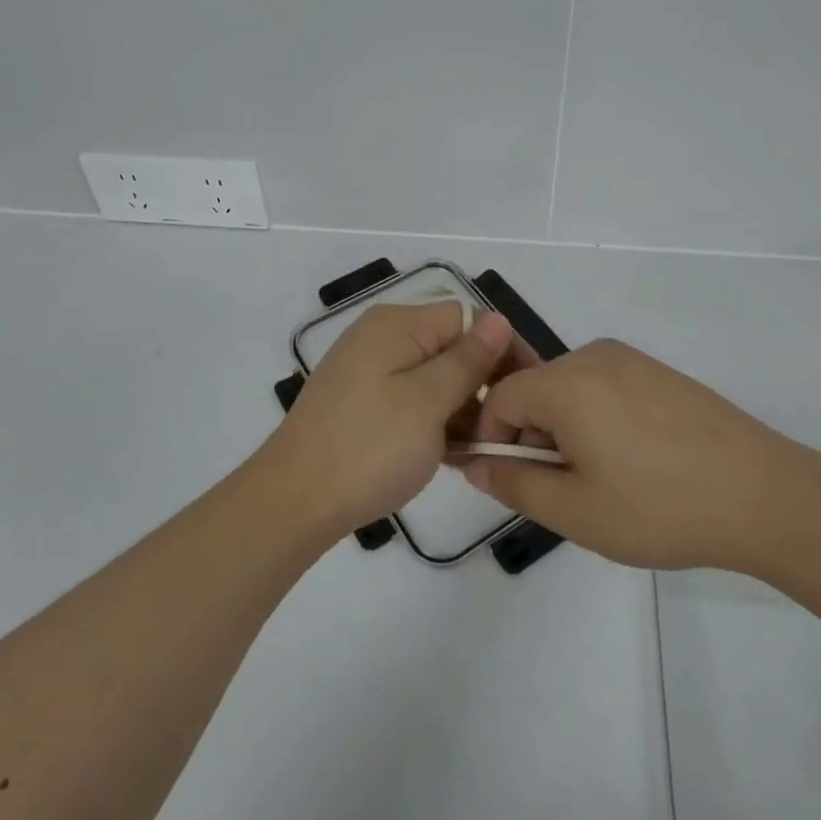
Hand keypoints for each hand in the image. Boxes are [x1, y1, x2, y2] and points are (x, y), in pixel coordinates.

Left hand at [259, 302, 530, 540]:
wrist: (294, 501)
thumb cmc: (370, 447)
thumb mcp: (429, 402)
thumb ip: (468, 359)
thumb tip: (498, 319)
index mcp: (398, 324)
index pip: (468, 319)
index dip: (501, 351)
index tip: (526, 395)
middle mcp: (381, 336)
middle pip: (450, 346)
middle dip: (481, 384)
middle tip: (502, 433)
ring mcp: (368, 369)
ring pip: (433, 377)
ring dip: (459, 409)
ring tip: (477, 451)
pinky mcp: (360, 402)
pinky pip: (410, 399)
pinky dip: (432, 422)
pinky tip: (448, 456)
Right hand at [460, 339, 820, 571]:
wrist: (764, 495)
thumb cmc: (660, 507)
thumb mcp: (575, 510)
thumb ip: (514, 483)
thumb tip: (473, 464)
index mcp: (566, 381)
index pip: (499, 397)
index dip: (491, 440)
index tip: (512, 482)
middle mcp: (593, 356)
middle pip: (535, 389)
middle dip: (532, 437)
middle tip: (562, 491)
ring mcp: (629, 359)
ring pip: (569, 390)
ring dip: (565, 430)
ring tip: (601, 481)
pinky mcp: (656, 371)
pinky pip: (603, 387)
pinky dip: (596, 419)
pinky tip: (632, 462)